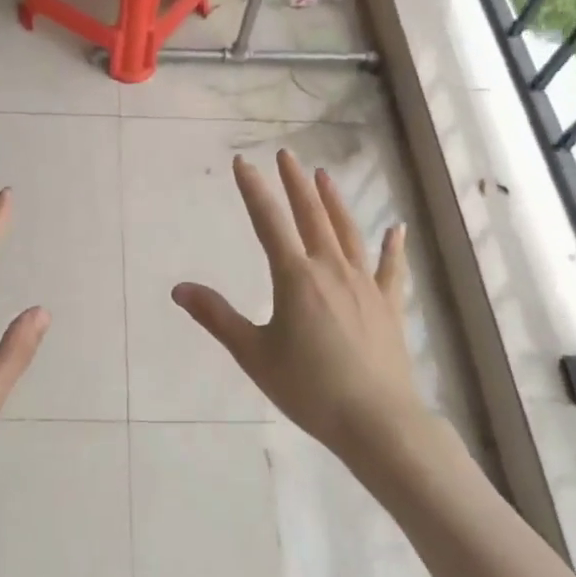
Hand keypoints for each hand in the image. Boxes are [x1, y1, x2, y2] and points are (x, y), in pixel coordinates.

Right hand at [173, 150, 426, 469]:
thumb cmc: (308, 387)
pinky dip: (393, 247)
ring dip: (334, 202)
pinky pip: (390, 268)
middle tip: (287, 155)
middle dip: (295, 183)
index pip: (268, 222)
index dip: (253, 190)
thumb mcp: (253, 353)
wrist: (376, 421)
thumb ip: (217, 317)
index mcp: (295, 277)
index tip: (242, 162)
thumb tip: (179, 288)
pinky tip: (396, 228)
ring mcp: (365, 284)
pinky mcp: (389, 305)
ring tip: (324, 176)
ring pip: (347, 232)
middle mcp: (331, 269)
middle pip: (311, 216)